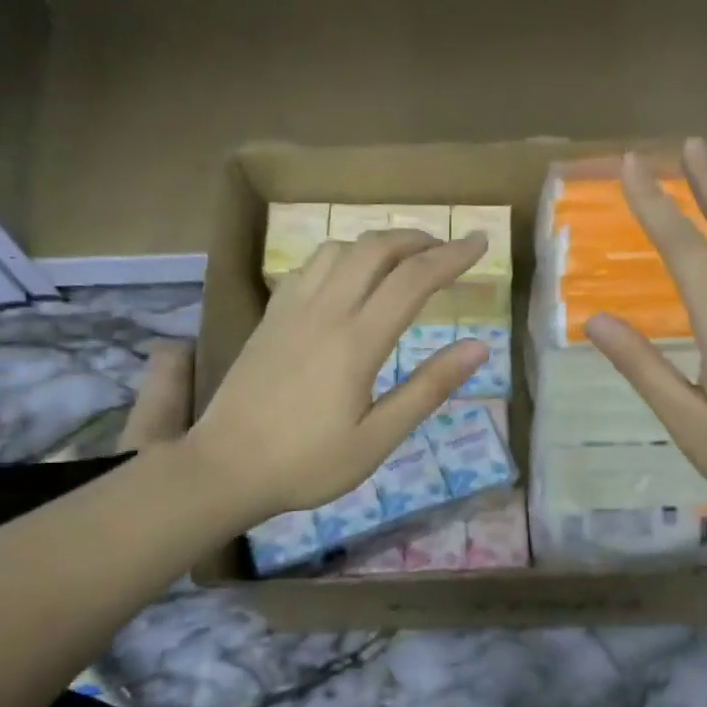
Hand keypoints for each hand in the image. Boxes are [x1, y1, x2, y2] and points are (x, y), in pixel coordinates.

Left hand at [185, 229, 488, 521]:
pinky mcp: (270, 319)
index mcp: (356, 341)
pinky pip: (308, 267)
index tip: (481, 243)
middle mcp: (324, 312)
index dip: (452, 256)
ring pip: (338, 250)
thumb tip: (478, 348)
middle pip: (375, 250)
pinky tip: (347, 279)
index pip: (413, 280)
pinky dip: (341, 257)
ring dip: (377, 244)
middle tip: (447, 248)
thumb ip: (428, 389)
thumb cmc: (308, 463)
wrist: (225, 467)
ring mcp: (291, 311)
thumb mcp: (377, 439)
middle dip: (417, 239)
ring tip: (403, 260)